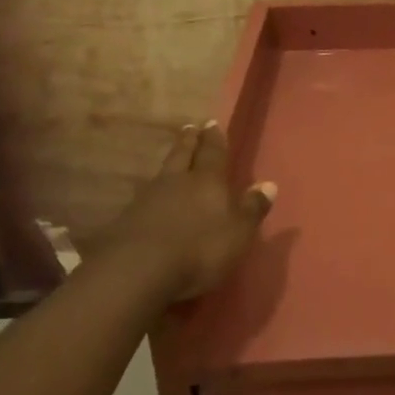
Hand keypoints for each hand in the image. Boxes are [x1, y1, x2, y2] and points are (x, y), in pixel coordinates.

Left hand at [85, 122, 275, 300]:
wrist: (137, 271)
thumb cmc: (199, 249)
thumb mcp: (238, 233)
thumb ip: (252, 208)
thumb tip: (269, 184)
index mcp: (207, 181)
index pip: (213, 153)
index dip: (214, 138)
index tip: (211, 123)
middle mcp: (176, 182)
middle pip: (182, 155)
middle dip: (188, 142)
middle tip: (190, 127)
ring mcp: (147, 200)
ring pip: (161, 174)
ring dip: (169, 164)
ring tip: (172, 160)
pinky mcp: (126, 221)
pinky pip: (144, 198)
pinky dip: (151, 193)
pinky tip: (151, 199)